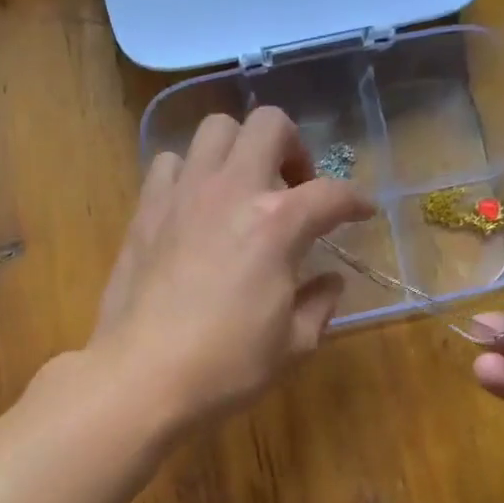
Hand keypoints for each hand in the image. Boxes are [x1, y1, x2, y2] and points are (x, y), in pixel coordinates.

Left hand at [89, 108, 372, 428]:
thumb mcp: (291, 346)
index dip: (356, 200)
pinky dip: (189, 173)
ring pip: (214, 130)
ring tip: (241, 190)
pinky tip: (194, 208)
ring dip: (238, 150)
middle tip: (293, 187)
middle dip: (293, 146)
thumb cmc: (225, 368)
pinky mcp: (145, 211)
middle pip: (269, 125)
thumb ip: (319, 306)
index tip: (362, 213)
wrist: (141, 377)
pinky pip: (168, 164)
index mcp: (277, 224)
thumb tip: (331, 282)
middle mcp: (231, 191)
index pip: (331, 194)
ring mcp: (182, 195)